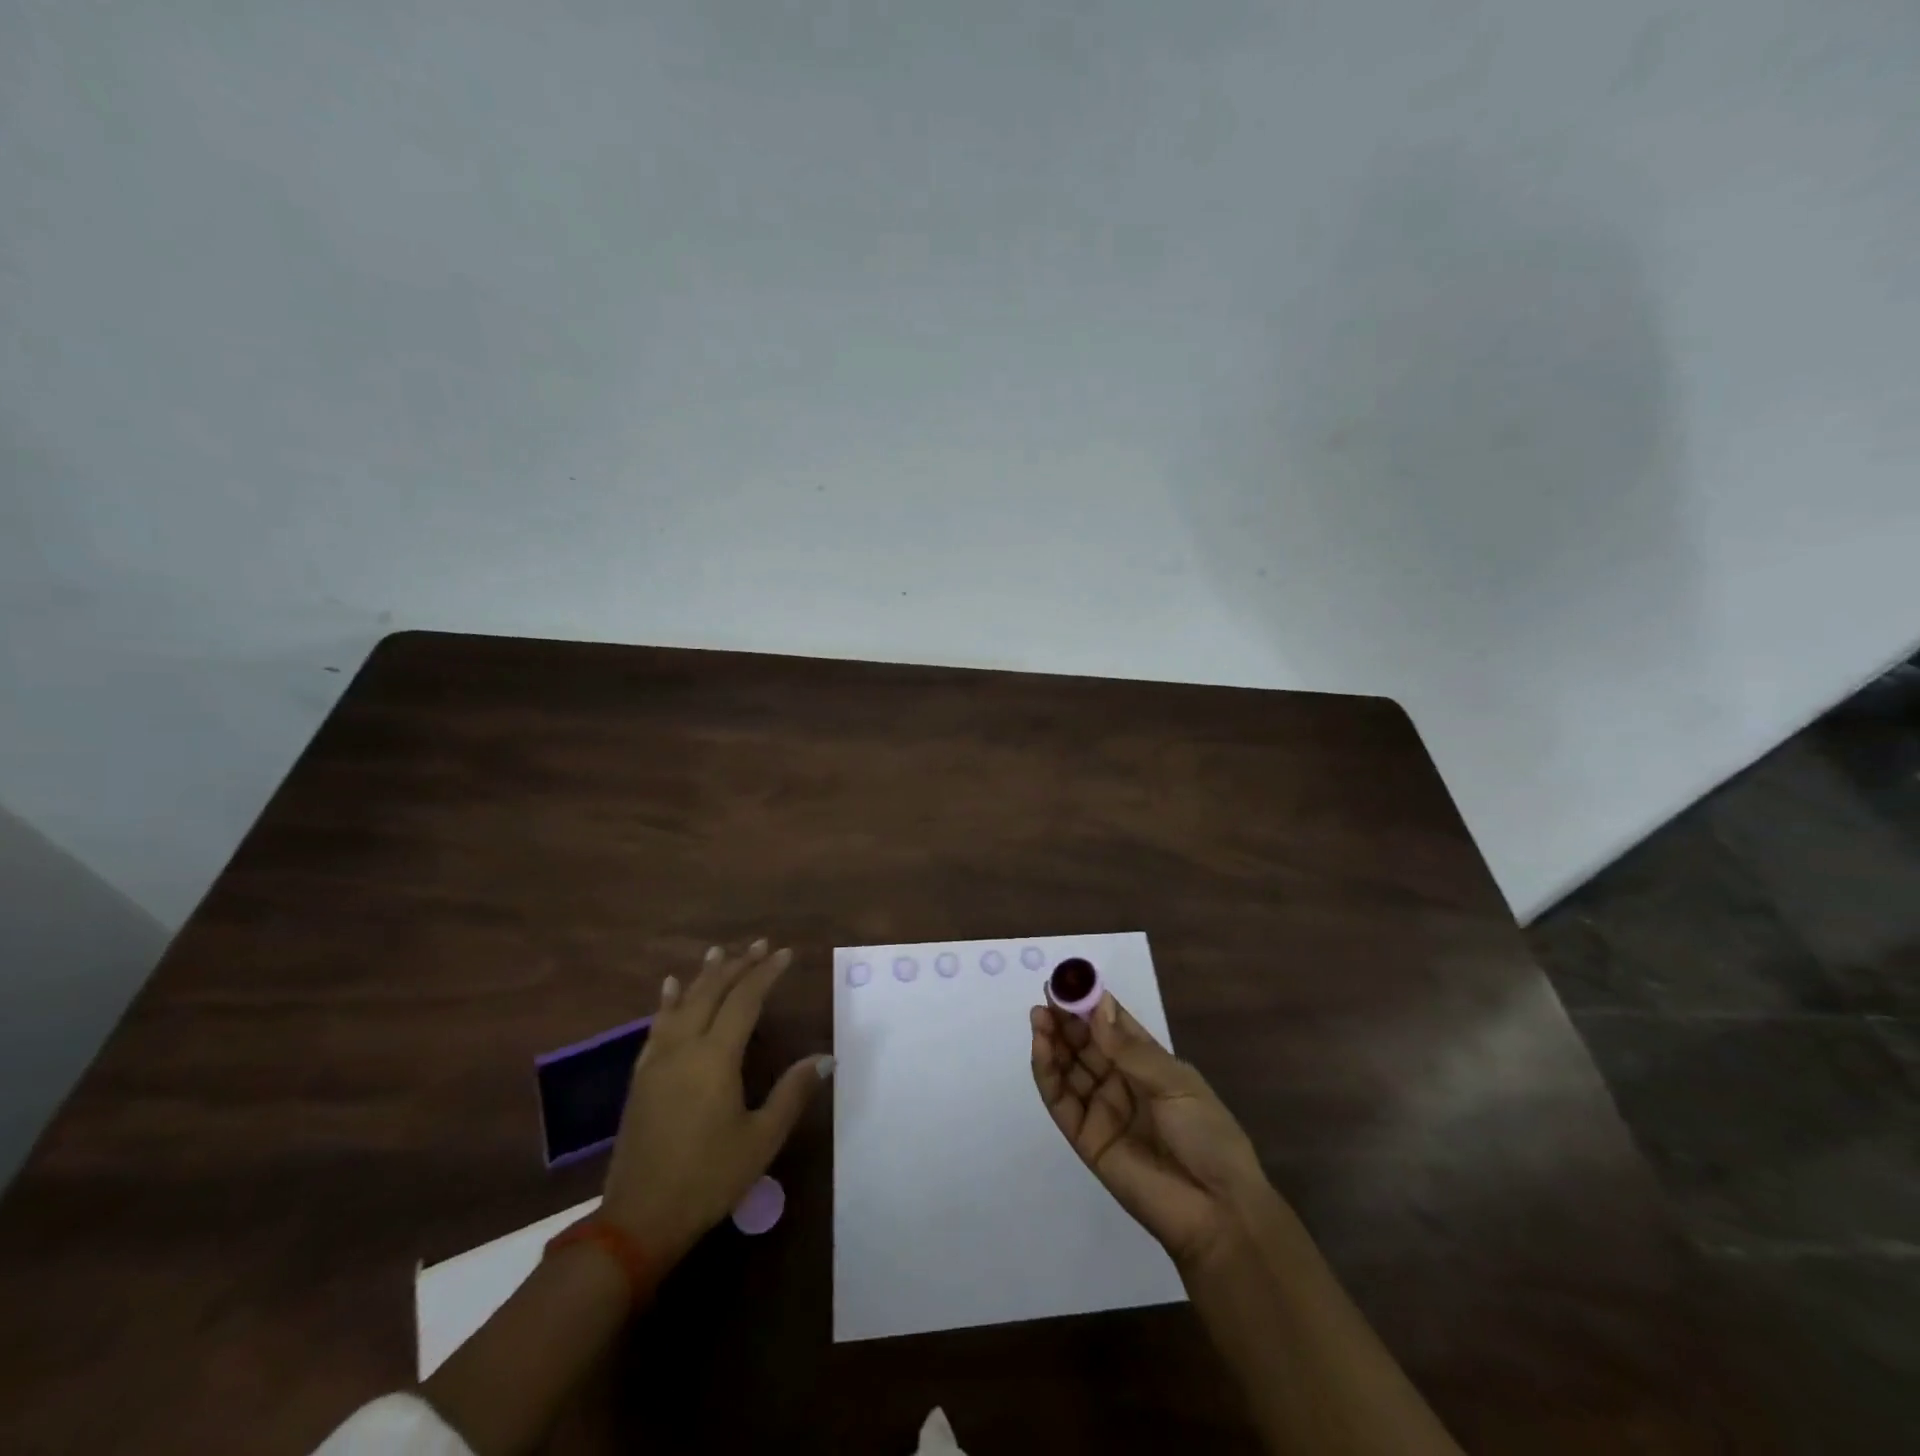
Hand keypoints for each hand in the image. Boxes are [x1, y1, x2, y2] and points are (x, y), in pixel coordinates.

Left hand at [601, 939, 832, 1264]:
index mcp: (716, 1058)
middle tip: (760, 945)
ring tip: (718, 951)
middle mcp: (684, 1047)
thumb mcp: (761, 1139)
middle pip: (712, 992)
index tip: (785, 953)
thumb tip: (825, 1057)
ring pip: (683, 1003)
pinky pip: (657, 1025)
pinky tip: (670, 989)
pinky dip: (668, 1001)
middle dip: (738, 964)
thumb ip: (792, 1092)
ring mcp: (658, 1060)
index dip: (766, 973)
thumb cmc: (708, 1178)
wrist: (638, 1219)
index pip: (745, 1000)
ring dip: (704, 975)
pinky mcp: (641, 1076)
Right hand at [1031, 994, 1271, 1271]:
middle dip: (1065, 1019)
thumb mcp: (1175, 1082)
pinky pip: (1061, 1101)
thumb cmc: (1206, 1135)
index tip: (1069, 980)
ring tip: (1039, 1016)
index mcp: (1149, 1065)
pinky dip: (1047, 1073)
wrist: (1217, 1210)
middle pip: (1085, 1044)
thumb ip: (1130, 1049)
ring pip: (1069, 1068)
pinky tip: (1041, 1048)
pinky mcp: (1086, 1138)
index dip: (1091, 1003)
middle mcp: (1122, 1082)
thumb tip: (1097, 1006)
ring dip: (1052, 1041)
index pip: (1112, 1026)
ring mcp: (1102, 1110)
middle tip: (1046, 996)